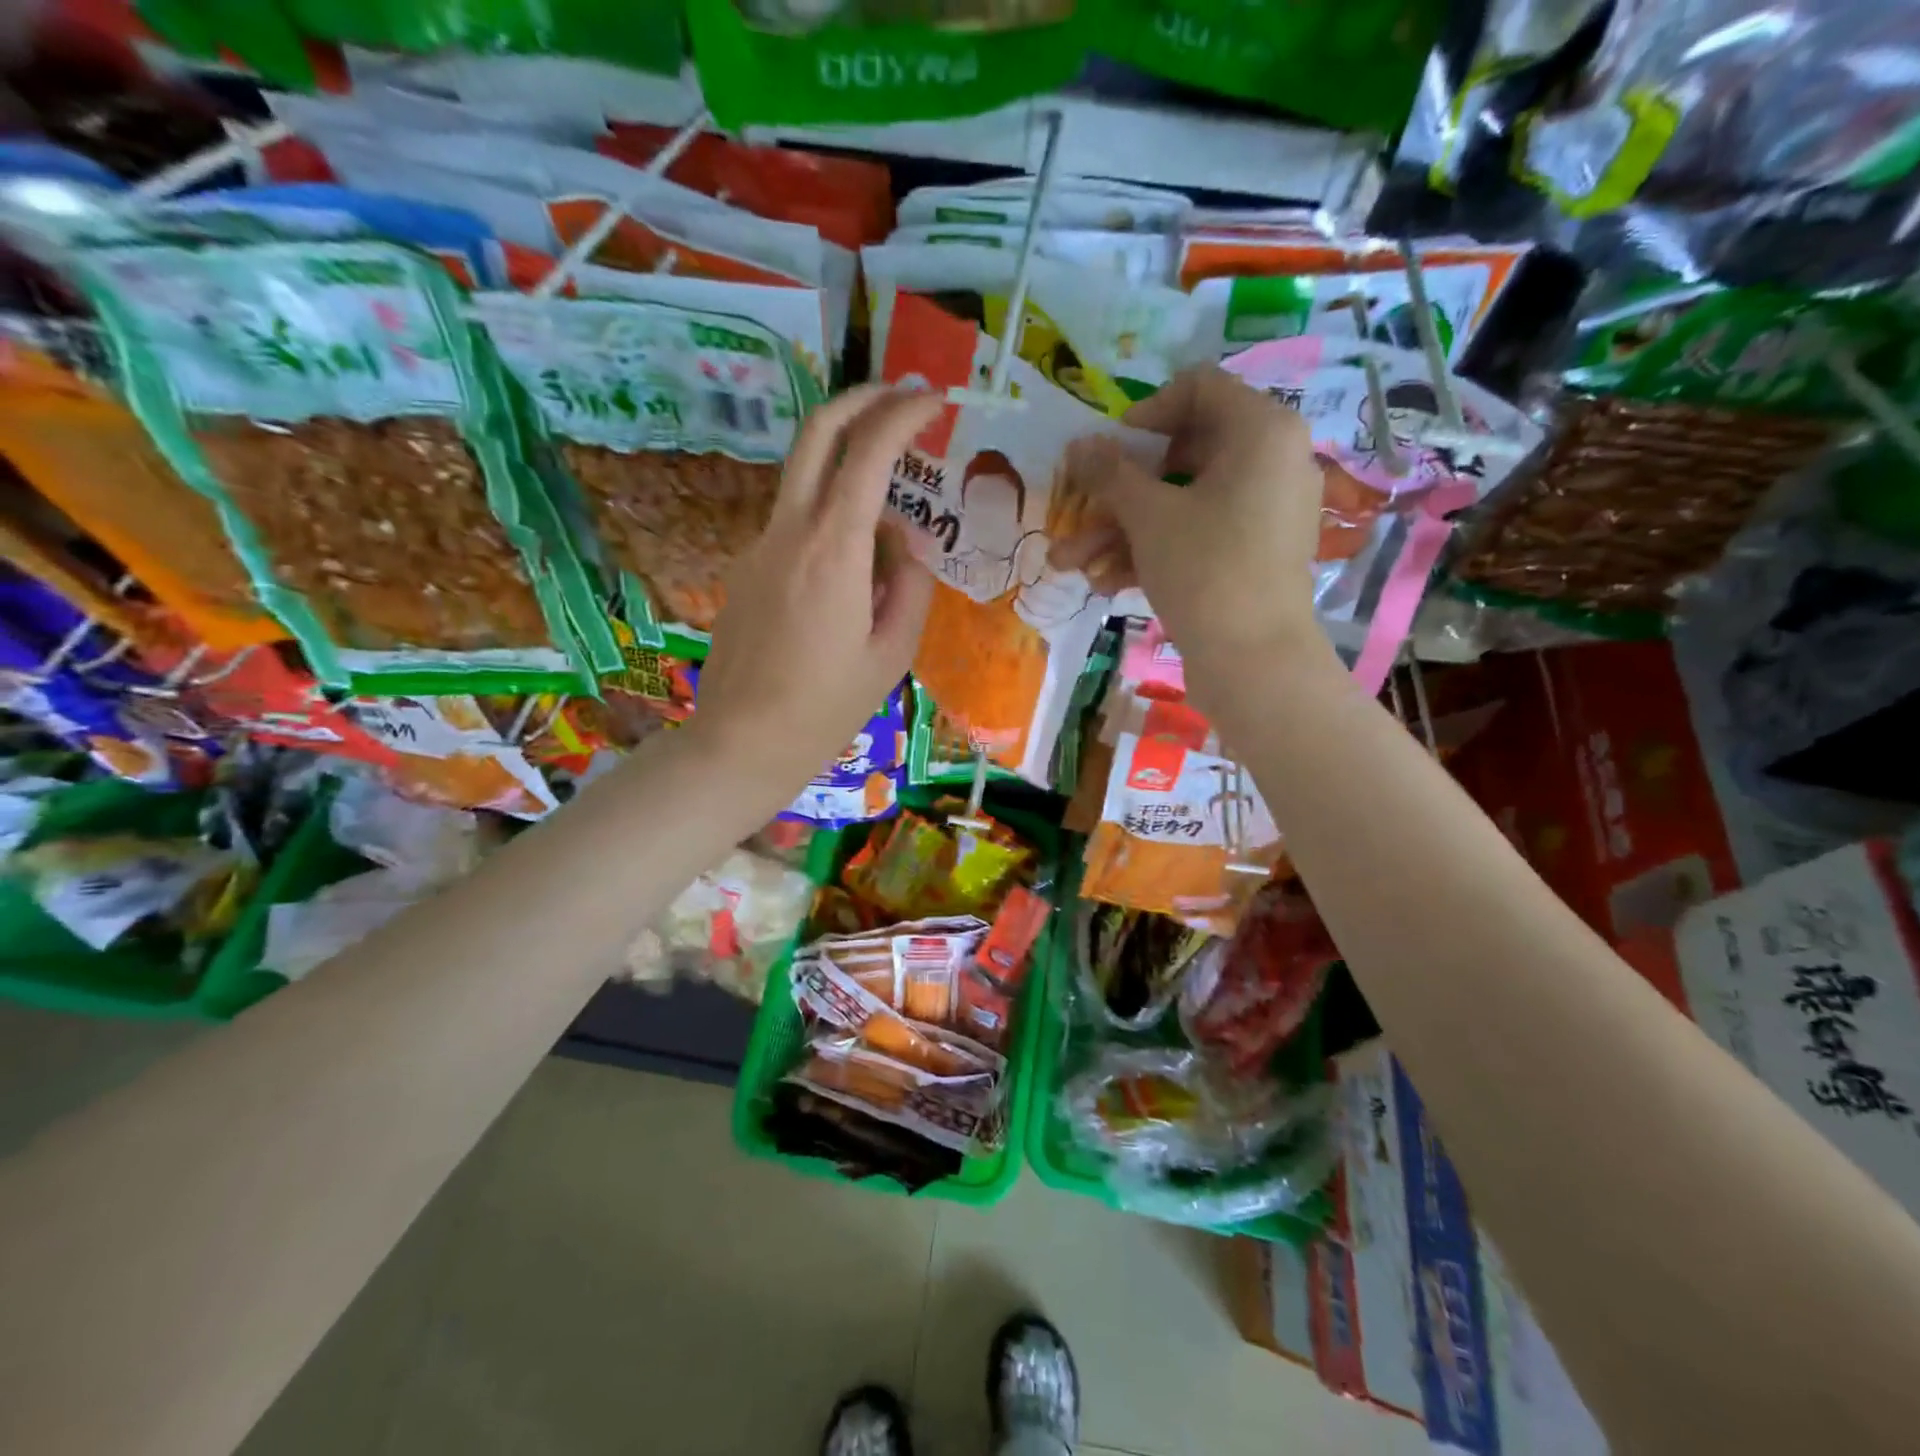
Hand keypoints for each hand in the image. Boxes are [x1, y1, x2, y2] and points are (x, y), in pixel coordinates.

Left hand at [690, 385, 941, 800]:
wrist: (742, 741)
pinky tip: (852, 579)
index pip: (868, 452)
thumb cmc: (826, 708)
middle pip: (817, 431)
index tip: (935, 401)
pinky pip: (796, 523)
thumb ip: (910, 585)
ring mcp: (759, 546)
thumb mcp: (892, 654)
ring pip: (806, 477)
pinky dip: (831, 520)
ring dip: (849, 469)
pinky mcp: (747, 567)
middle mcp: (789, 531)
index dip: (904, 415)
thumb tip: (905, 543)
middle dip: (862, 399)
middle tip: (903, 398)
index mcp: (833, 551)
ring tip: (892, 530)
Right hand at [1050, 367, 1330, 690]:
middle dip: (1119, 491)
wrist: (1255, 662)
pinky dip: (1155, 550)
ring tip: (1071, 564)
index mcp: (1261, 429)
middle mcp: (1272, 459)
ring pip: (1182, 503)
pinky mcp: (1255, 551)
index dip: (1144, 413)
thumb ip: (1110, 473)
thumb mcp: (1148, 516)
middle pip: (1182, 454)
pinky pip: (1199, 533)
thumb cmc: (1205, 569)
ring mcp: (1265, 509)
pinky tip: (1106, 583)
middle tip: (1079, 514)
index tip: (1109, 450)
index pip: (1198, 388)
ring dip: (1122, 530)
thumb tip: (1079, 444)